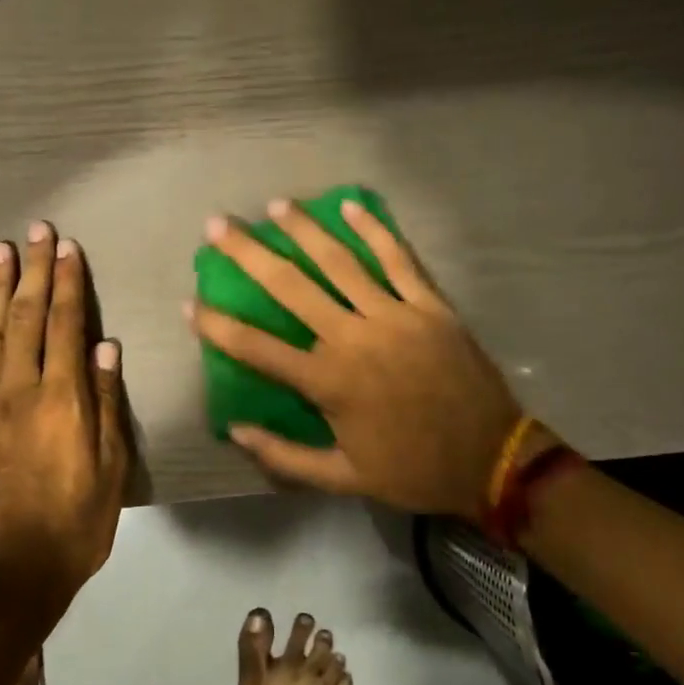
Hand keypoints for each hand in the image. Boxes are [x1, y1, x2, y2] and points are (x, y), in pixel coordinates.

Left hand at [0, 222, 130, 615]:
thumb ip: (107, 403)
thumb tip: (107, 347)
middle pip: (27, 318)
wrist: (12, 573)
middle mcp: (21, 390)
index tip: (67, 248)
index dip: (68, 283)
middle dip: (33, 271)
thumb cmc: (76, 523)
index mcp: (64, 399)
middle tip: (35, 230)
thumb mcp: (111, 468)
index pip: (67, 326)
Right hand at [189, 200, 538, 518]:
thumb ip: (284, 457)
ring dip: (304, 230)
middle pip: (290, 287)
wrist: (492, 460)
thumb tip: (235, 430)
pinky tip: (351, 204)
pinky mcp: (430, 306)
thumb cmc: (412, 470)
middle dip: (249, 254)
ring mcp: (394, 316)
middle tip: (218, 225)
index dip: (218, 326)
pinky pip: (399, 260)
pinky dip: (375, 230)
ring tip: (277, 206)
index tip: (191, 303)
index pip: (257, 348)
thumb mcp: (342, 479)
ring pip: (340, 262)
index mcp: (328, 382)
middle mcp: (353, 338)